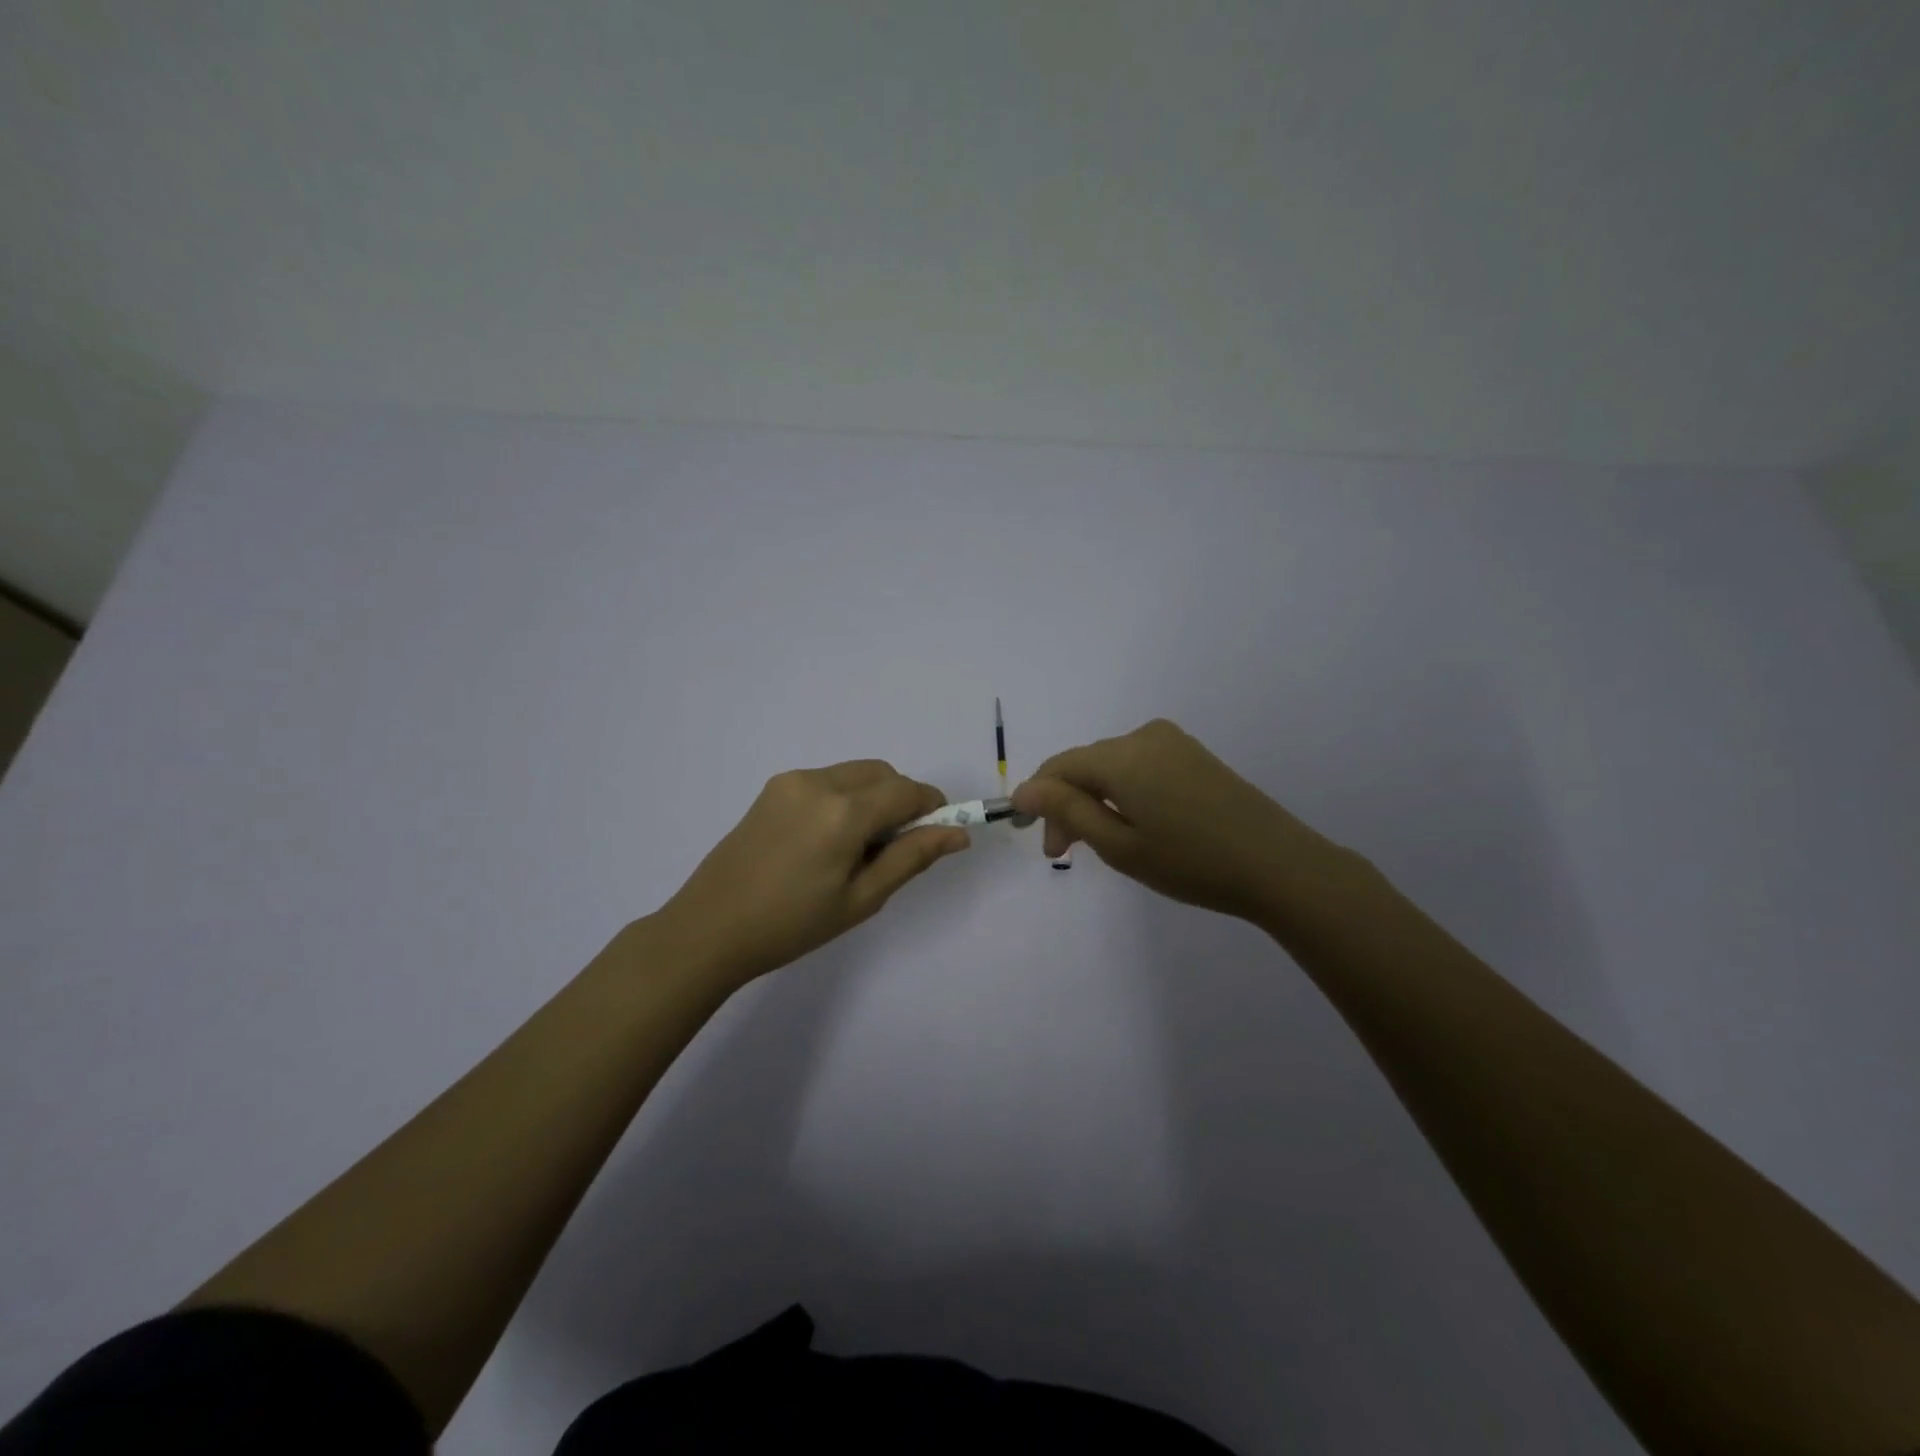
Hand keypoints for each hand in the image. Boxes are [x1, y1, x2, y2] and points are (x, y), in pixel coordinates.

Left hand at [648, 761, 968, 987]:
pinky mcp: (773, 788)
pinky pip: (826, 780)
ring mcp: (792, 781)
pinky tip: (826, 841)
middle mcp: (819, 782)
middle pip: (882, 773)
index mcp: (844, 812)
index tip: (938, 833)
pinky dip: (844, 798)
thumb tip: (958, 833)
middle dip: (901, 800)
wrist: (710, 928)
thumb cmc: (792, 924)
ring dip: (872, 797)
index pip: (907, 791)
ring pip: (854, 774)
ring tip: (856, 848)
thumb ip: (912, 857)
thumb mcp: (862, 898)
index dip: (932, 807)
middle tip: (894, 848)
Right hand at [1010, 718, 1350, 923]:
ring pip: (1111, 766)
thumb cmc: (1191, 862)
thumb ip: (1067, 811)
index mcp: (1122, 755)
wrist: (1279, 865)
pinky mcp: (1193, 754)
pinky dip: (1123, 793)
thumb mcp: (1119, 845)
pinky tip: (1133, 824)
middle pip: (1085, 765)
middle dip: (1067, 805)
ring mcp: (1173, 742)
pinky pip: (1139, 766)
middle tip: (1066, 853)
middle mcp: (1144, 736)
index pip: (1059, 767)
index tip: (1036, 841)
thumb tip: (1023, 789)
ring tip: (1100, 844)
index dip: (1037, 799)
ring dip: (1094, 800)